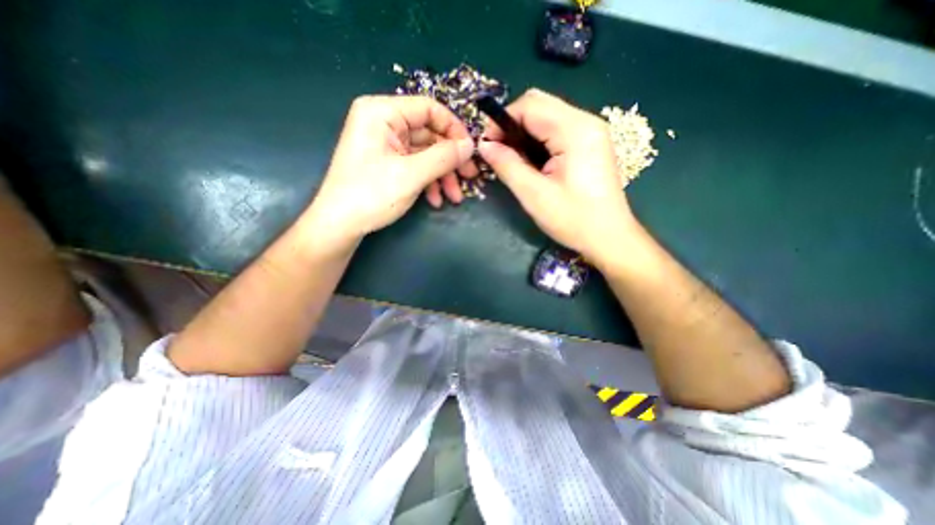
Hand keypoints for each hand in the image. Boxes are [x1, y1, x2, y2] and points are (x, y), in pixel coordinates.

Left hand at [304, 93, 477, 248]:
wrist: (340, 226)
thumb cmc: (371, 195)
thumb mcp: (411, 175)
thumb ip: (443, 157)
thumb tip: (470, 145)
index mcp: (382, 112)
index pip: (429, 109)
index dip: (454, 129)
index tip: (470, 152)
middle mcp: (384, 123)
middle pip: (429, 134)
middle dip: (450, 160)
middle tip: (469, 177)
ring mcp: (386, 145)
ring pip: (425, 154)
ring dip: (442, 175)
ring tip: (454, 197)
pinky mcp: (388, 163)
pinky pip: (416, 166)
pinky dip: (429, 182)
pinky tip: (435, 200)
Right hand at [477, 88, 639, 267]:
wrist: (609, 237)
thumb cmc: (573, 219)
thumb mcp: (534, 194)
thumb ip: (507, 165)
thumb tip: (484, 145)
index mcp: (574, 130)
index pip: (529, 105)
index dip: (502, 120)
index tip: (487, 145)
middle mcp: (586, 121)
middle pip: (539, 104)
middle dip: (512, 124)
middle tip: (497, 151)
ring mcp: (591, 131)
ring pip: (547, 115)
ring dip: (524, 132)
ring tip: (511, 158)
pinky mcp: (590, 143)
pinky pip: (557, 129)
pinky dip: (537, 139)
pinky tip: (531, 160)